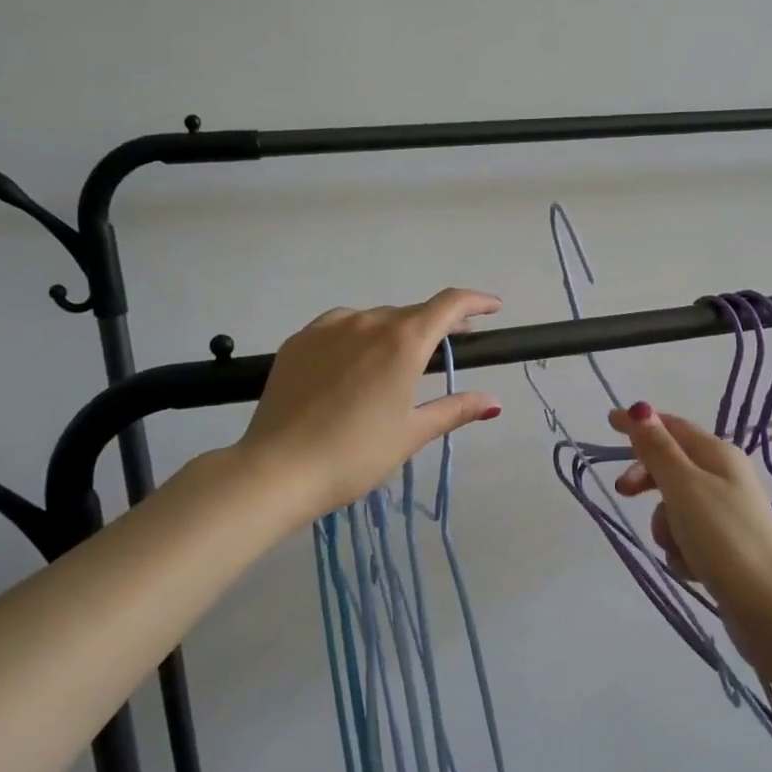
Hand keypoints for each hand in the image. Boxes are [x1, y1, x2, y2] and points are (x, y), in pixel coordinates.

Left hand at [238, 289, 503, 517]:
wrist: (277, 469)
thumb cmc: (356, 454)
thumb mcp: (411, 433)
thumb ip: (454, 410)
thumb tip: (493, 402)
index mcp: (403, 341)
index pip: (449, 305)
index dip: (476, 302)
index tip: (493, 308)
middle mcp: (367, 322)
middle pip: (412, 313)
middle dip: (437, 325)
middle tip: (451, 346)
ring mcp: (328, 328)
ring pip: (374, 319)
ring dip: (395, 331)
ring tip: (398, 361)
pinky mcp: (299, 341)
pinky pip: (340, 327)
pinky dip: (358, 336)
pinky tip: (354, 362)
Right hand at [608, 403, 771, 630]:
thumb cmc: (724, 537)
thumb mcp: (683, 486)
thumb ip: (658, 449)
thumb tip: (640, 409)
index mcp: (718, 454)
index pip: (672, 427)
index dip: (640, 423)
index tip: (608, 422)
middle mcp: (724, 478)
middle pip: (671, 466)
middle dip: (647, 480)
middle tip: (623, 492)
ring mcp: (726, 514)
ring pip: (675, 507)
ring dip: (665, 525)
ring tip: (677, 546)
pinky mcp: (725, 548)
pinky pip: (687, 538)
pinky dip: (681, 550)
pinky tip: (691, 568)